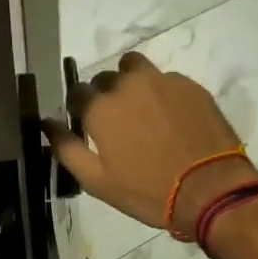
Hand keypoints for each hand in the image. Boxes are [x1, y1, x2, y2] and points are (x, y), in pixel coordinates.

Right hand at [46, 53, 257, 238]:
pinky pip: (166, 79)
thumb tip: (47, 123)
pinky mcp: (190, 85)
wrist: (211, 189)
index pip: (77, 92)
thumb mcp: (97, 181)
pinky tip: (171, 117)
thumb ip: (66, 148)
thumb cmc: (148, 191)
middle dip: (105, 95)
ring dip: (130, 81)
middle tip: (118, 124)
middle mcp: (128, 85)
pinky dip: (161, 91)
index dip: (79, 108)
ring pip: (135, 67)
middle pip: (105, 78)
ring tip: (141, 109)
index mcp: (101, 108)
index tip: (87, 125)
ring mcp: (162, 81)